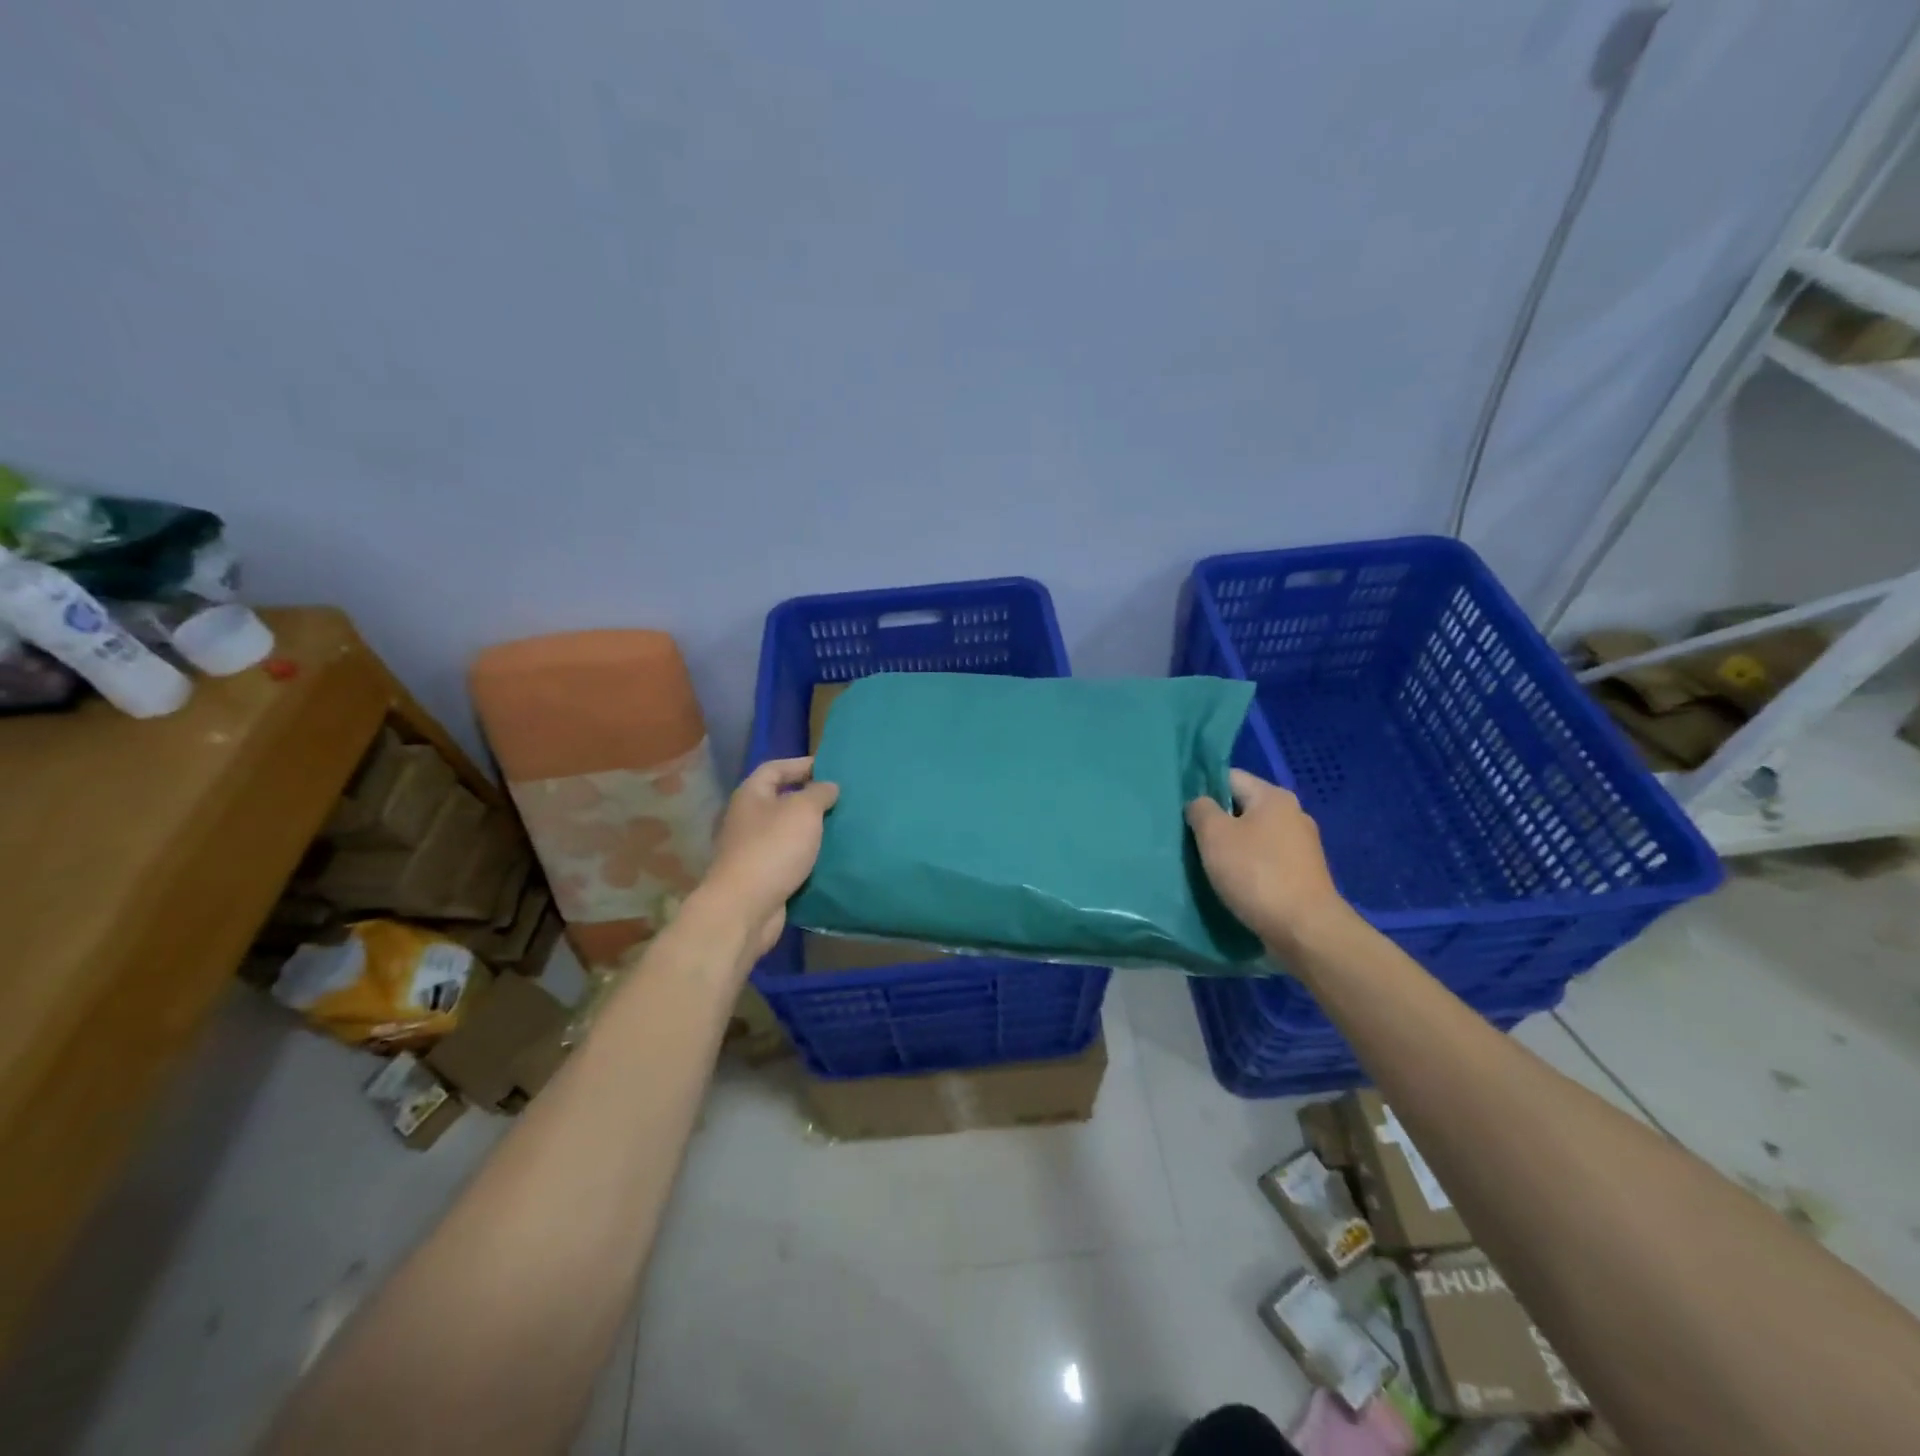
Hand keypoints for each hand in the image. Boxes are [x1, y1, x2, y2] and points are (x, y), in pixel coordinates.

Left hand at [694, 757, 839, 962]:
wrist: (745, 908)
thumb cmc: (773, 849)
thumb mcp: (803, 811)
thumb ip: (818, 793)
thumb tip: (828, 786)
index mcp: (751, 795)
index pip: (774, 768)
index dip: (800, 764)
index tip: (829, 768)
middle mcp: (747, 819)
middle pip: (780, 799)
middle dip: (809, 798)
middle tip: (841, 799)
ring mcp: (752, 850)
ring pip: (786, 831)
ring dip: (810, 829)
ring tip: (841, 826)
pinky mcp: (761, 876)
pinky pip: (788, 858)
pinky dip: (807, 856)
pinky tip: (829, 857)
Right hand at [1186, 769, 1350, 951]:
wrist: (1305, 930)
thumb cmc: (1256, 874)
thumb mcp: (1214, 835)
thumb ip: (1201, 810)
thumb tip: (1200, 804)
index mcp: (1273, 797)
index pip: (1229, 777)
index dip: (1202, 790)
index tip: (1182, 811)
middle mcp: (1293, 814)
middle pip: (1243, 808)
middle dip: (1217, 822)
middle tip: (1190, 840)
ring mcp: (1302, 846)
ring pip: (1254, 836)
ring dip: (1232, 847)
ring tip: (1208, 864)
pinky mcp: (1303, 874)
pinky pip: (1266, 860)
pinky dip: (1249, 867)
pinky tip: (1234, 883)